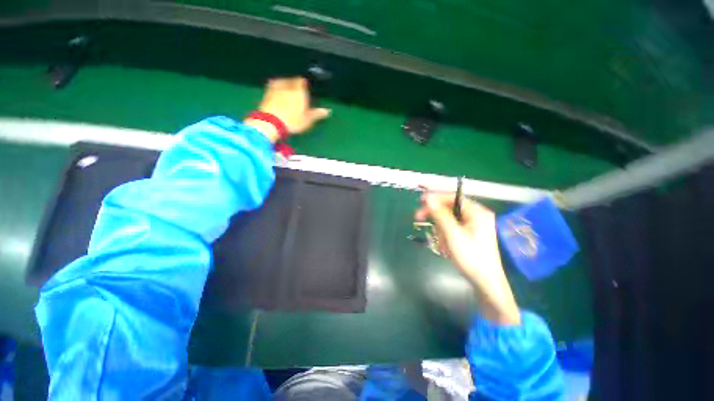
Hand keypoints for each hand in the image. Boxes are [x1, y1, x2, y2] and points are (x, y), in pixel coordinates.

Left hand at [245, 77, 330, 142]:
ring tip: (286, 91)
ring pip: (280, 82)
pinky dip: (275, 90)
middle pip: (290, 80)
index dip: (303, 84)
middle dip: (293, 84)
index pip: (301, 81)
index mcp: (298, 90)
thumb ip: (316, 114)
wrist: (270, 123)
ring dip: (283, 85)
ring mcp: (274, 88)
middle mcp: (287, 85)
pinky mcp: (265, 94)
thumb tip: (328, 111)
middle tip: (296, 91)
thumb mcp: (307, 120)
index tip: (305, 88)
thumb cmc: (293, 121)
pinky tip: (277, 96)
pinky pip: (272, 88)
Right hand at [415, 192, 520, 324]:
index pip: (453, 197)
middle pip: (449, 208)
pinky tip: (446, 247)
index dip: (436, 197)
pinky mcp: (469, 234)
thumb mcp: (453, 235)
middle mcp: (476, 215)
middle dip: (436, 217)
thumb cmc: (471, 257)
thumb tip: (428, 198)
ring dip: (440, 230)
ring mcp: (473, 225)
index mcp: (477, 212)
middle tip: (418, 218)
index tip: (420, 201)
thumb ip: (440, 215)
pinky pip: (451, 228)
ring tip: (442, 245)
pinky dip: (445, 236)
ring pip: (448, 219)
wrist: (485, 283)